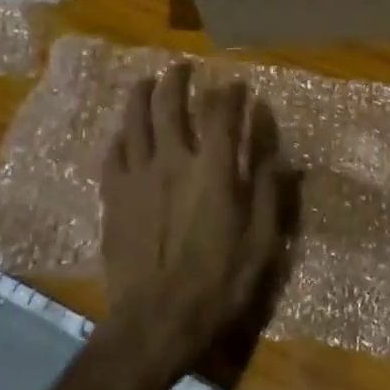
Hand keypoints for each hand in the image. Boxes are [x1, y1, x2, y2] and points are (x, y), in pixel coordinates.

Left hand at [97, 63, 289, 379]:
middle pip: (169, 103)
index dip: (229, 92)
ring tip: (147, 82)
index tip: (236, 85)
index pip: (220, 112)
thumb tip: (276, 153)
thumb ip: (268, 193)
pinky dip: (121, 135)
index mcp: (211, 170)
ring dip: (142, 94)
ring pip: (134, 120)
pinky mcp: (113, 196)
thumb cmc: (217, 284)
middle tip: (182, 67)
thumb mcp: (261, 244)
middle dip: (177, 79)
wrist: (154, 321)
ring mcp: (137, 176)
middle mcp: (171, 160)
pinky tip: (124, 133)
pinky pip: (113, 153)